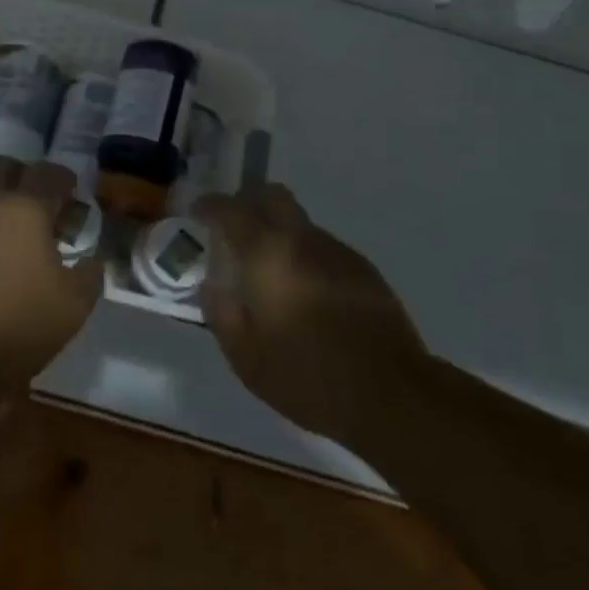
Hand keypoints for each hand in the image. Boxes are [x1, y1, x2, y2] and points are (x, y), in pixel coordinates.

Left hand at [0, 158, 103, 389]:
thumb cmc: (20, 326)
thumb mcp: (75, 304)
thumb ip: (90, 272)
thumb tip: (92, 258)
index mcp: (24, 207)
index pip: (48, 173)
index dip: (65, 180)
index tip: (73, 196)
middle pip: (4, 167)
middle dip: (24, 178)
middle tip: (40, 207)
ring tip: (12, 234)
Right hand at [195, 184, 425, 447]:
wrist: (391, 394)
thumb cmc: (308, 377)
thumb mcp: (246, 357)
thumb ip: (221, 313)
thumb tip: (212, 286)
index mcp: (267, 253)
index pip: (230, 210)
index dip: (209, 206)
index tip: (197, 212)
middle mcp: (301, 239)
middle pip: (272, 195)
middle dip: (248, 201)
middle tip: (234, 227)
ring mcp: (337, 250)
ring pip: (299, 221)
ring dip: (279, 232)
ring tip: (270, 271)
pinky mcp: (363, 269)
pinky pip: (322, 247)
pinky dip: (304, 255)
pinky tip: (306, 293)